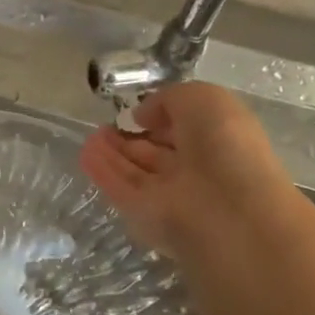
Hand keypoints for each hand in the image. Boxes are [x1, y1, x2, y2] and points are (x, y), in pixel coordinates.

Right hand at [79, 83, 296, 272]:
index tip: (137, 110)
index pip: (186, 129)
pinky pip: (123, 189)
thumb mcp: (202, 98)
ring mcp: (173, 196)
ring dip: (114, 153)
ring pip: (138, 171)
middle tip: (106, 124)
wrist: (228, 210)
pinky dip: (104, 171)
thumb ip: (168, 99)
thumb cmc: (224, 145)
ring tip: (91, 135)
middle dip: (133, 138)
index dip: (162, 118)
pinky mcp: (148, 216)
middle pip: (159, 153)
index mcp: (221, 141)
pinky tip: (85, 153)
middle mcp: (198, 170)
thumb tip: (142, 116)